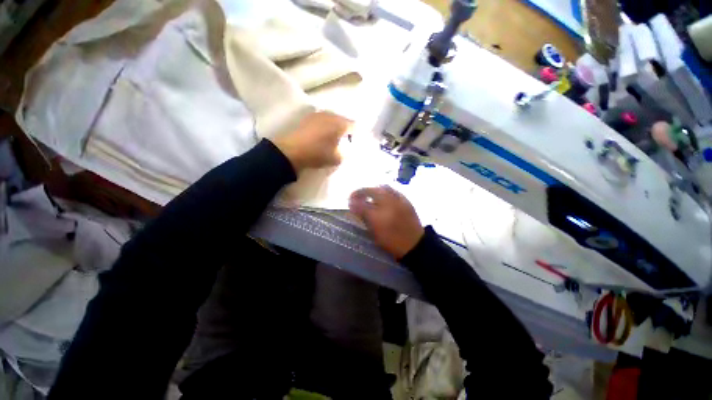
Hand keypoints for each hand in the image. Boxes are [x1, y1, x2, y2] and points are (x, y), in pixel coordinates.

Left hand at [272, 111, 351, 172]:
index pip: (354, 126)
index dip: (356, 135)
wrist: (291, 151)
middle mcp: (330, 115)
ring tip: (332, 141)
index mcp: (340, 123)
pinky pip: (322, 121)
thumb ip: (347, 153)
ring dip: (334, 129)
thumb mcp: (337, 158)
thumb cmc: (318, 154)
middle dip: (345, 131)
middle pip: (343, 121)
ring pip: (332, 120)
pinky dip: (325, 128)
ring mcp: (318, 114)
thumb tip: (350, 150)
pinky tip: (321, 137)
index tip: (353, 145)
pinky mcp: (308, 118)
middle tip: (344, 143)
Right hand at [349, 186, 424, 258]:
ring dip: (374, 189)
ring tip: (369, 195)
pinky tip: (384, 196)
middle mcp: (388, 204)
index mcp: (379, 215)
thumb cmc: (392, 242)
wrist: (415, 246)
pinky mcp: (407, 201)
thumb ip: (364, 218)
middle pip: (372, 191)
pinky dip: (386, 191)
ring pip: (383, 188)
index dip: (354, 200)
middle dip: (362, 191)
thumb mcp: (375, 233)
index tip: (349, 200)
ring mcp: (399, 201)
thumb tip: (354, 206)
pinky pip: (394, 191)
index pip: (362, 203)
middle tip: (357, 196)